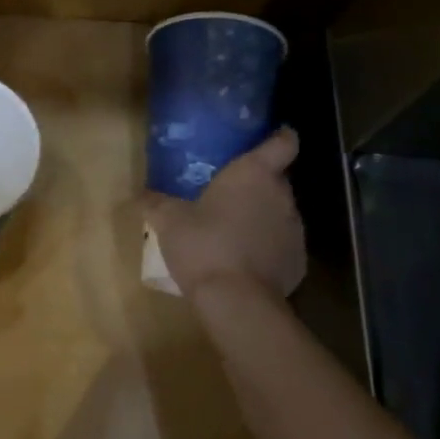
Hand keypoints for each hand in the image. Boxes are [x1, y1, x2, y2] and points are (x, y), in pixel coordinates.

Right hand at [147, 129, 306, 299]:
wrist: (236, 301)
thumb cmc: (203, 245)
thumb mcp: (168, 221)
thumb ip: (156, 203)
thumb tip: (141, 195)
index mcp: (254, 174)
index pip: (283, 142)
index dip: (279, 137)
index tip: (271, 138)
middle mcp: (282, 196)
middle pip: (278, 179)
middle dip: (259, 184)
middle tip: (230, 193)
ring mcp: (295, 230)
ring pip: (280, 213)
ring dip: (262, 216)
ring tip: (234, 230)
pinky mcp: (298, 262)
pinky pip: (282, 245)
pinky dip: (267, 248)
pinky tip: (244, 261)